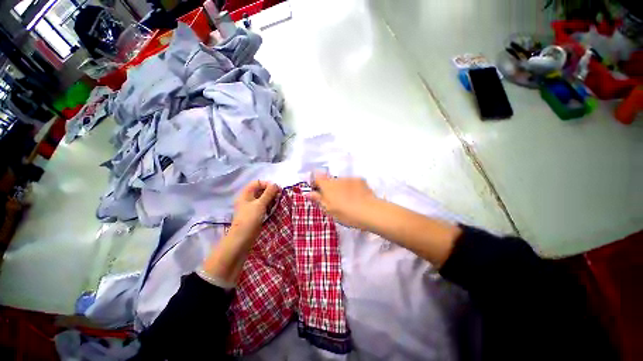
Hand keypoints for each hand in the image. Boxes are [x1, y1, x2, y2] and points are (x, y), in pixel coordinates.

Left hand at [229, 180, 279, 243]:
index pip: (258, 183)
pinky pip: (263, 205)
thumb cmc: (250, 218)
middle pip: (260, 190)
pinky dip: (269, 205)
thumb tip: (276, 184)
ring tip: (277, 202)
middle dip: (270, 191)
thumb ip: (269, 193)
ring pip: (263, 198)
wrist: (242, 238)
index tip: (276, 189)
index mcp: (246, 194)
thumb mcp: (260, 204)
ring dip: (271, 198)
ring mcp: (251, 206)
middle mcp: (248, 198)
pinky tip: (274, 208)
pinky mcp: (255, 213)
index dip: (267, 184)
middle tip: (279, 196)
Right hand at [309, 173, 379, 228]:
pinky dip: (351, 188)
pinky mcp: (360, 180)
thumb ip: (318, 199)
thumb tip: (308, 193)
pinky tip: (357, 197)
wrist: (369, 211)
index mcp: (327, 186)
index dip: (316, 182)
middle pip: (330, 180)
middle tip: (335, 201)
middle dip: (330, 188)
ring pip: (341, 182)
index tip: (317, 191)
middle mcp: (337, 179)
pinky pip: (351, 182)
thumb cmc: (346, 213)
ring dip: (341, 188)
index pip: (317, 177)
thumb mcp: (329, 209)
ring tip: (348, 200)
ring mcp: (350, 178)